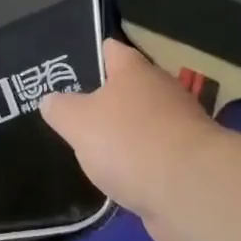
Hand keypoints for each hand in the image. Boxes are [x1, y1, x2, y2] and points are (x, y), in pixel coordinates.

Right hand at [41, 38, 222, 240]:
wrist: (190, 191)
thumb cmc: (129, 141)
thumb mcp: (78, 122)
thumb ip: (60, 109)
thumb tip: (49, 99)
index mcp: (134, 69)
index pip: (110, 49)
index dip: (90, 54)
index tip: (69, 67)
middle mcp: (160, 89)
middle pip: (129, 87)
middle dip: (106, 100)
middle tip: (75, 113)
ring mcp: (180, 126)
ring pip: (143, 123)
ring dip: (125, 136)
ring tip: (94, 151)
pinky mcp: (190, 162)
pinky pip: (156, 156)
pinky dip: (141, 165)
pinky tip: (120, 180)